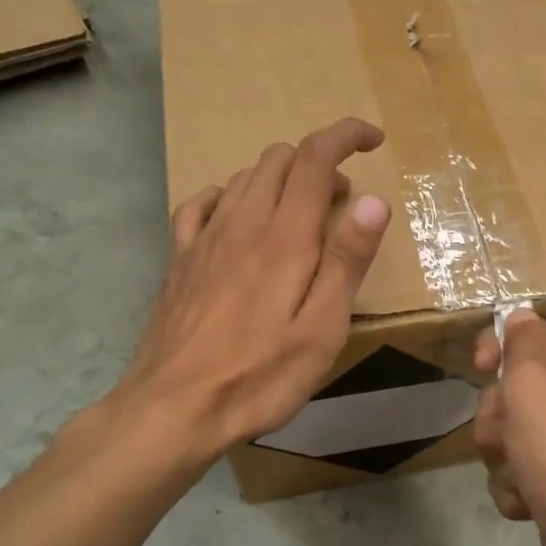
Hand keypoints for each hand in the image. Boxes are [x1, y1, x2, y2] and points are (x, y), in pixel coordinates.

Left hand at [104, 118, 391, 463]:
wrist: (171, 409)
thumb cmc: (259, 377)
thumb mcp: (321, 329)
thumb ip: (346, 261)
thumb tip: (374, 200)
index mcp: (284, 238)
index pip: (314, 158)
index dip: (345, 136)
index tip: (373, 139)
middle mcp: (241, 224)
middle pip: (278, 159)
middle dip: (318, 161)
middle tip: (344, 201)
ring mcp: (203, 239)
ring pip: (244, 178)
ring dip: (281, 179)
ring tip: (303, 215)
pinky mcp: (179, 260)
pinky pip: (201, 204)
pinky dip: (231, 196)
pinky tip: (239, 218)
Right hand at [472, 308, 545, 545]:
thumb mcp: (531, 382)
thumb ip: (520, 342)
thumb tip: (521, 316)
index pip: (527, 333)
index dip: (496, 349)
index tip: (481, 368)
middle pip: (512, 388)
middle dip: (498, 417)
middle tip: (510, 436)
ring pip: (510, 433)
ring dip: (503, 457)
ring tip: (522, 475)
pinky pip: (520, 469)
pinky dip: (517, 487)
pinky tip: (529, 503)